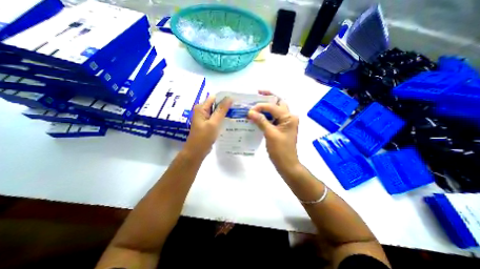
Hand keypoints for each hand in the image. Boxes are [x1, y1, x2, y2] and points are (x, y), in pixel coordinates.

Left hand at [185, 95, 232, 158]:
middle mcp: (202, 110)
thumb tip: (229, 97)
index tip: (236, 102)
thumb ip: (221, 110)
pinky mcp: (208, 123)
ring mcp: (205, 117)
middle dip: (226, 106)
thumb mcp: (214, 123)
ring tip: (236, 113)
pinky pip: (216, 118)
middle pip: (216, 104)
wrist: (196, 152)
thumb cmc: (204, 137)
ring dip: (225, 112)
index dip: (225, 98)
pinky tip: (230, 120)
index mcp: (201, 108)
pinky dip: (222, 118)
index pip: (215, 98)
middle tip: (238, 109)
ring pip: (217, 111)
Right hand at [248, 92, 297, 175]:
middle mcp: (289, 117)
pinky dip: (266, 115)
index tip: (250, 109)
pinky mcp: (281, 127)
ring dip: (266, 106)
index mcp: (289, 117)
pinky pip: (273, 117)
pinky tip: (257, 115)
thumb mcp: (270, 134)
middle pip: (278, 102)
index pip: (273, 106)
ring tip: (255, 103)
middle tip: (257, 94)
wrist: (286, 164)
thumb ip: (261, 121)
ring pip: (275, 109)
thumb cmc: (280, 150)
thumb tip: (250, 112)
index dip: (261, 106)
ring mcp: (285, 122)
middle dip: (268, 97)